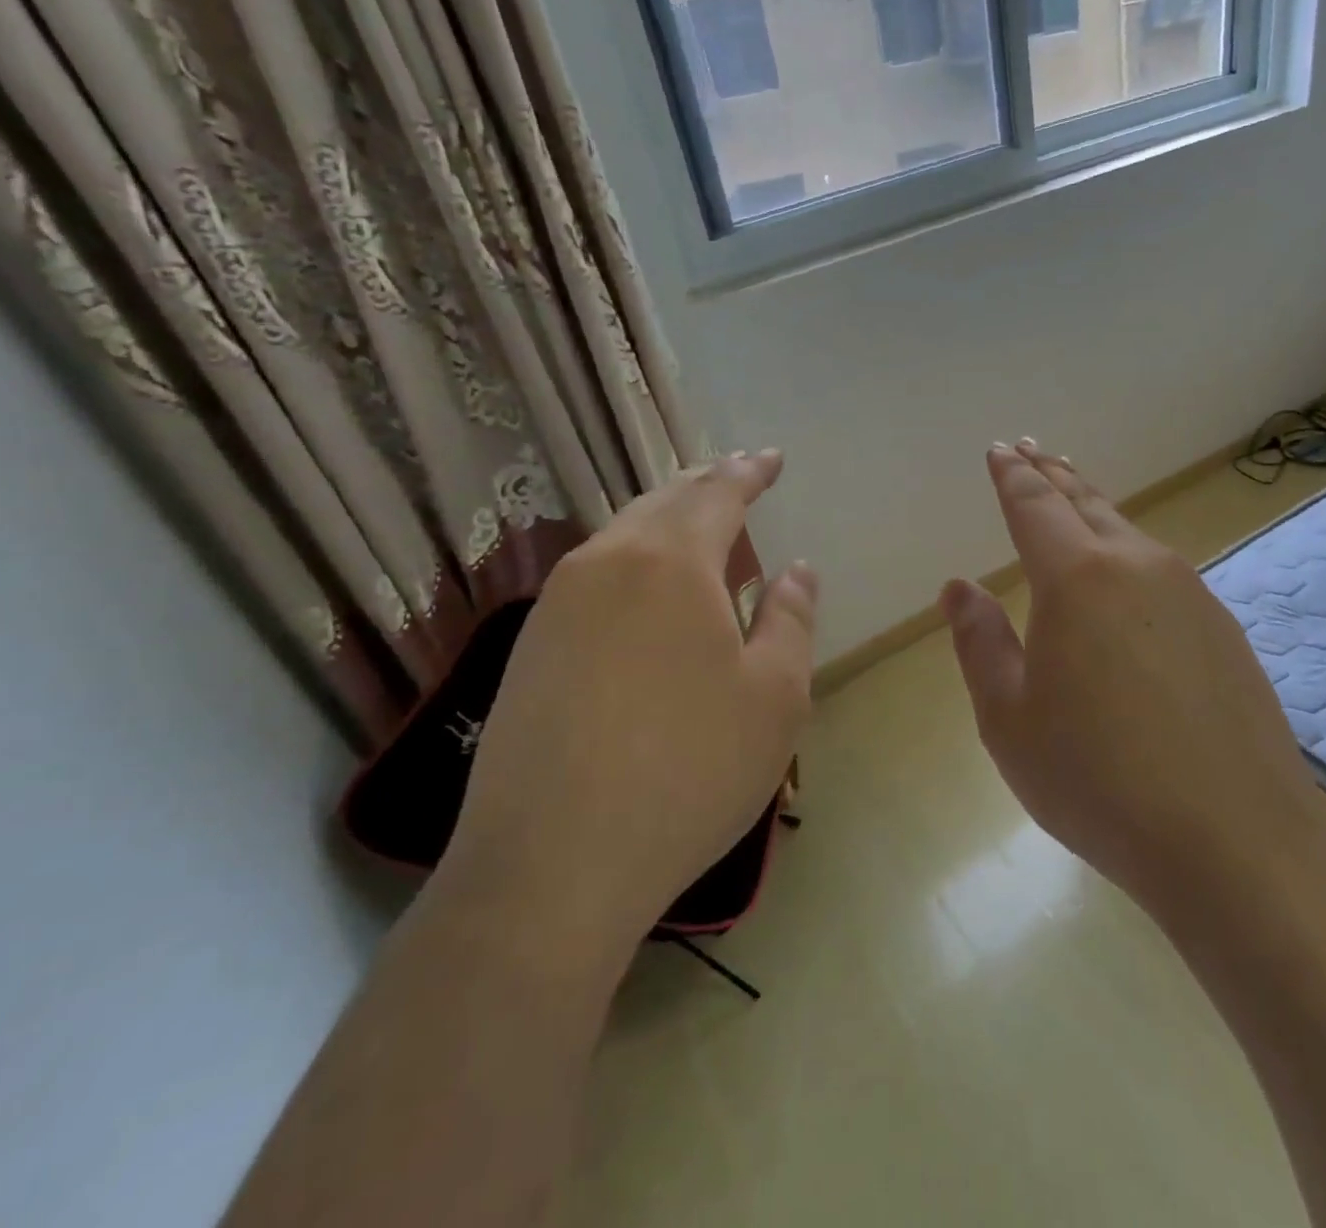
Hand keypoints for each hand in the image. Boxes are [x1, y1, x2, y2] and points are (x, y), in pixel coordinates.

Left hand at [442, 451, 816, 951]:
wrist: (550, 867)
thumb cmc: (688, 771)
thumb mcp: (775, 696)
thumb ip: (791, 619)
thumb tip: (795, 572)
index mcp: (669, 563)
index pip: (716, 493)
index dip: (748, 472)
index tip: (770, 458)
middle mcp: (604, 564)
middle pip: (661, 503)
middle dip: (704, 486)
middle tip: (736, 478)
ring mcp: (556, 605)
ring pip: (621, 537)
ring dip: (665, 523)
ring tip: (699, 530)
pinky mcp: (530, 648)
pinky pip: (594, 577)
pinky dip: (634, 563)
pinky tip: (649, 597)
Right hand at [940, 441, 1325, 915]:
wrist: (1236, 842)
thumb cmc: (1098, 779)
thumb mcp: (1010, 718)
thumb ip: (981, 643)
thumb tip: (960, 588)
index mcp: (1077, 579)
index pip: (1035, 506)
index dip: (1012, 476)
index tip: (1000, 449)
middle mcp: (1138, 567)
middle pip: (1087, 503)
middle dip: (1053, 474)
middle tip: (1031, 450)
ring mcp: (1192, 595)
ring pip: (1130, 533)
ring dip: (1094, 508)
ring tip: (1074, 495)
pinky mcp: (1223, 630)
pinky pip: (1163, 571)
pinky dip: (1130, 553)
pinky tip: (1128, 575)